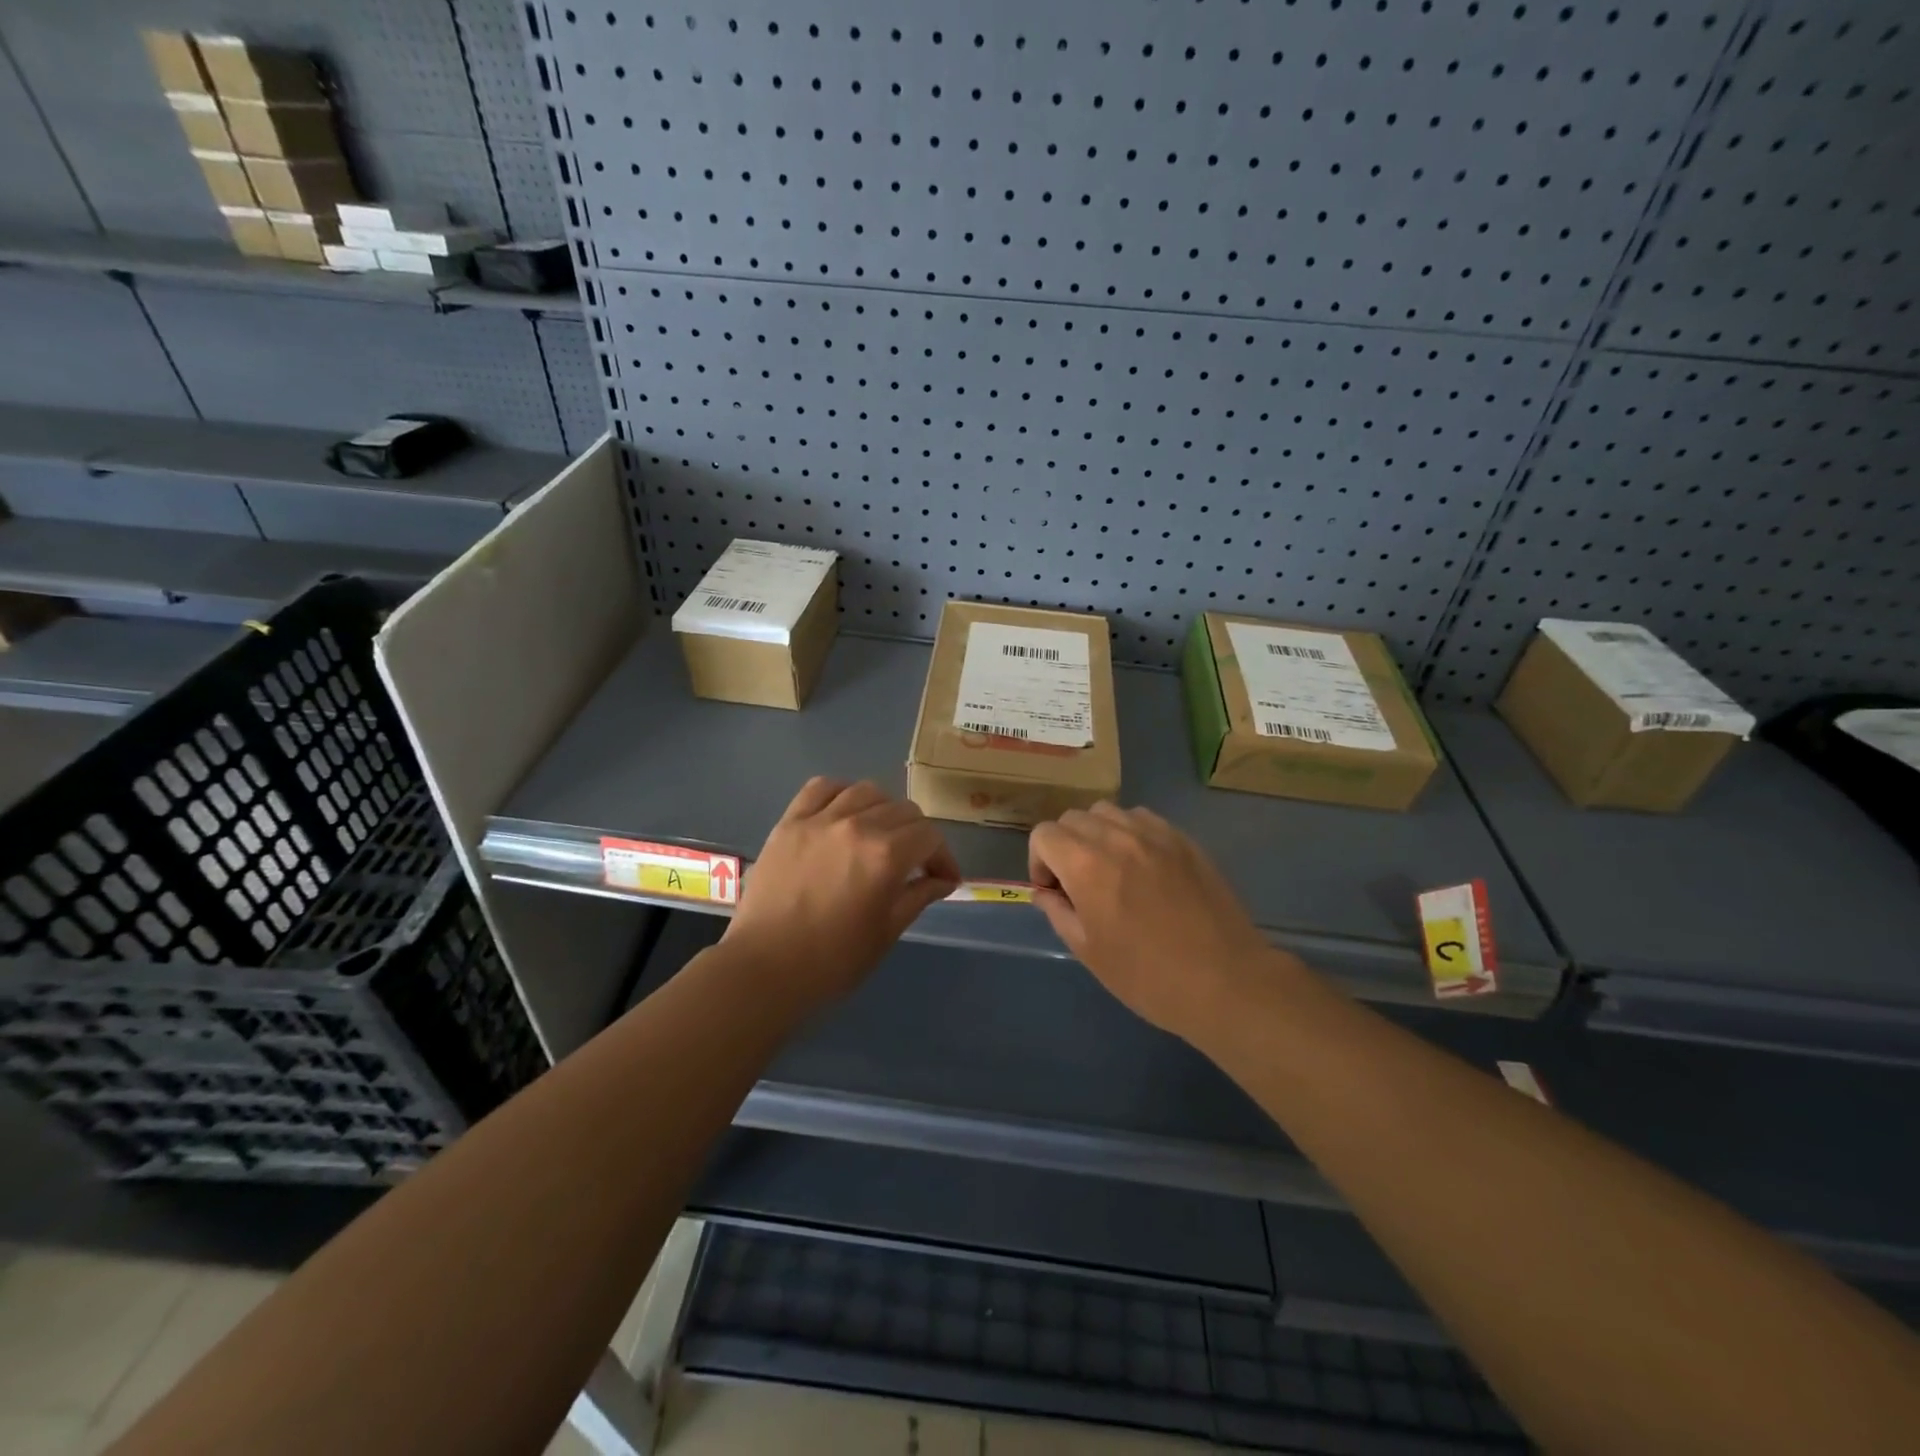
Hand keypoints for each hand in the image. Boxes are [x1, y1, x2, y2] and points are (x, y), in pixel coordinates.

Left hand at [723, 778, 961, 1007]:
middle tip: (914, 862)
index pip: (929, 836)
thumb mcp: (886, 932)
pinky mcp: (790, 822)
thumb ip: (918, 896)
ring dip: (883, 810)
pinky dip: (840, 793)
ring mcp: (820, 820)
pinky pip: (821, 788)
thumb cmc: (833, 961)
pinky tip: (844, 813)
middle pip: (903, 810)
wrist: (765, 969)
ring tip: (879, 834)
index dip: (943, 857)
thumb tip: (943, 880)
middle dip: (917, 835)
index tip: (943, 878)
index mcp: (886, 855)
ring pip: (866, 792)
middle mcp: (857, 826)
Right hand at [1029, 803, 1293, 1041]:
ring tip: (1111, 869)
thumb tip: (1046, 892)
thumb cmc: (1147, 975)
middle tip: (1079, 882)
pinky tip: (1144, 867)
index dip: (1039, 861)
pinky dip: (1131, 833)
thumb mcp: (1088, 950)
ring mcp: (1155, 834)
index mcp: (1086, 864)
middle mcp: (1117, 837)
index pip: (1044, 835)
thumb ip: (1058, 912)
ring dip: (1098, 834)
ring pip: (1109, 812)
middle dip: (1065, 845)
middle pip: (1074, 818)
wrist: (1224, 981)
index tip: (1054, 891)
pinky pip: (1144, 819)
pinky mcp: (1184, 840)